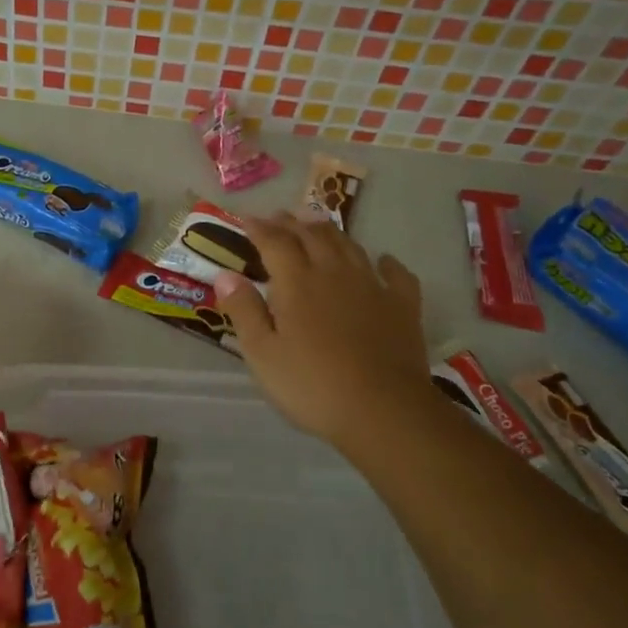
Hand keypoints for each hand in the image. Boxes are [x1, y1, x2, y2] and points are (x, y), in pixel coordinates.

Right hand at [210, 213, 437, 457]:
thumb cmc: (312, 385)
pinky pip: (396, 274)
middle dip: (292, 222)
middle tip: (279, 216)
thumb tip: (225, 275)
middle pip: (312, 235)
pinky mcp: (402, 306)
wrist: (384, 411)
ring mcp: (372, 287)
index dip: (259, 228)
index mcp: (297, 283)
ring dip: (330, 231)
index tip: (245, 219)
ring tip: (317, 223)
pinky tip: (383, 260)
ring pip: (349, 246)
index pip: (275, 242)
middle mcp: (334, 273)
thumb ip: (244, 310)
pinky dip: (386, 262)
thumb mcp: (263, 354)